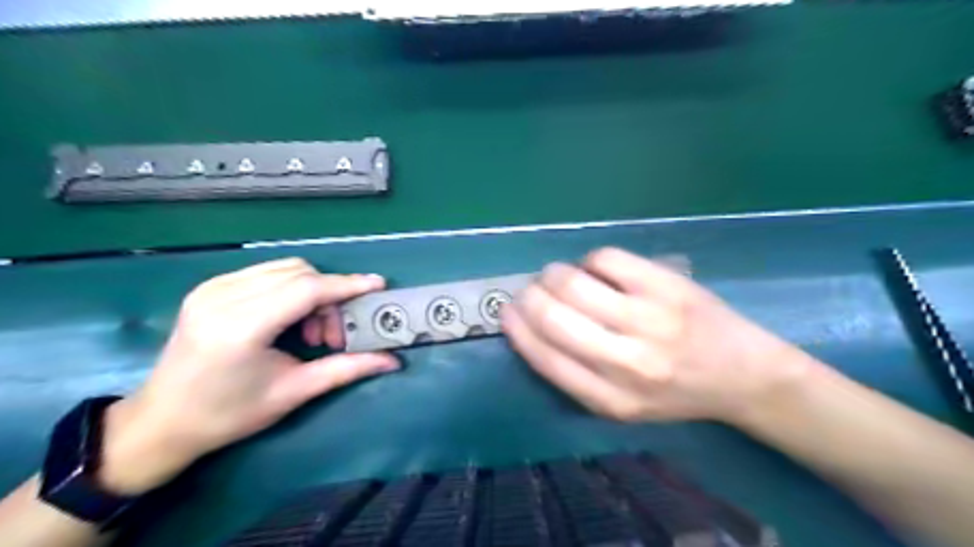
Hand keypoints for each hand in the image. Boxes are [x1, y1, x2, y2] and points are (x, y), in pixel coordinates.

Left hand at [97, 258, 399, 492]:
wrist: (161, 422)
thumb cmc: (229, 415)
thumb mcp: (293, 393)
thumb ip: (346, 369)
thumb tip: (392, 361)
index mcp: (241, 327)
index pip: (306, 289)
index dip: (346, 285)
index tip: (378, 285)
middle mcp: (223, 297)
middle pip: (299, 273)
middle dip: (329, 297)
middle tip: (333, 335)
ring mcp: (212, 288)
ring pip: (285, 268)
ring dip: (311, 292)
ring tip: (310, 331)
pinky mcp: (209, 287)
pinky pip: (267, 273)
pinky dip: (291, 289)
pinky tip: (289, 319)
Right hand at [502, 247, 816, 422]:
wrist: (743, 375)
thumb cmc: (673, 393)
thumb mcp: (620, 405)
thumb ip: (574, 373)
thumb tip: (529, 322)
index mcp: (610, 399)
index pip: (544, 356)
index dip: (517, 327)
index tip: (507, 311)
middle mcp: (628, 363)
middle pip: (553, 315)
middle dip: (530, 296)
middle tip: (531, 290)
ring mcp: (650, 320)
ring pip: (574, 282)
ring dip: (554, 275)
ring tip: (558, 277)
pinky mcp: (667, 286)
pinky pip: (604, 259)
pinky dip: (589, 261)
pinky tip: (598, 271)